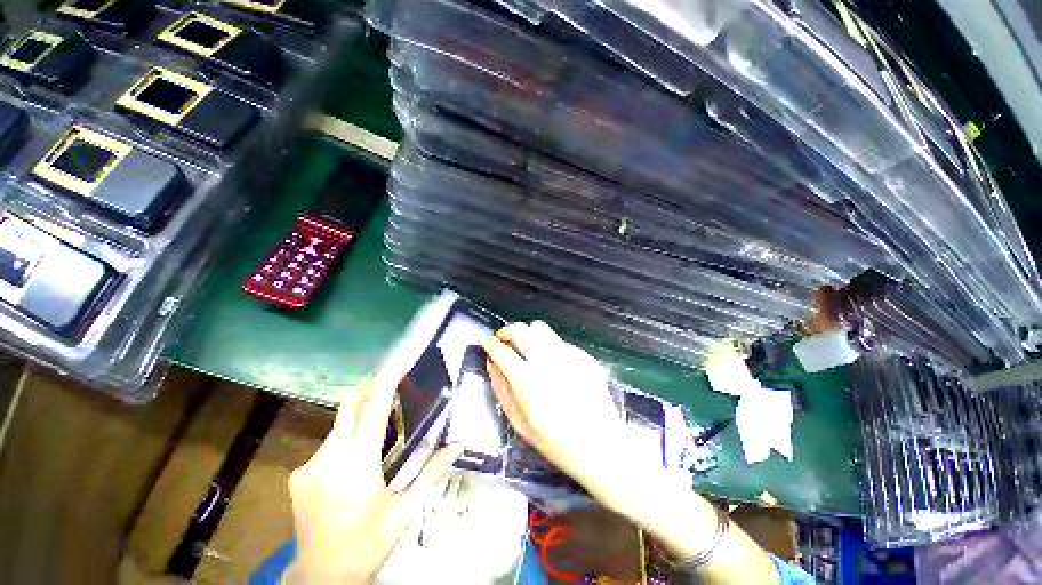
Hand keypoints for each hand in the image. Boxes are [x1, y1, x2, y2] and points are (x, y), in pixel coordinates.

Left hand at [285, 364, 463, 583]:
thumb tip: (457, 444)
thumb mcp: (404, 513)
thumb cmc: (367, 545)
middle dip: (369, 390)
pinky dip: (345, 440)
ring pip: (338, 426)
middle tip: (392, 387)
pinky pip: (328, 445)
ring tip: (379, 434)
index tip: (397, 363)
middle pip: (349, 408)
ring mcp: (308, 466)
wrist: (320, 579)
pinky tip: (355, 463)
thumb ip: (431, 474)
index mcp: (357, 466)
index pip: (372, 410)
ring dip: (359, 419)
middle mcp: (328, 459)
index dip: (384, 382)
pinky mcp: (299, 474)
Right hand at [482, 321, 653, 512]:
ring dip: (528, 335)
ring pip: (540, 328)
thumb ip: (502, 390)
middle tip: (504, 342)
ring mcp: (568, 355)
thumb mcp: (520, 423)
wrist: (601, 446)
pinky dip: (548, 346)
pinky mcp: (584, 356)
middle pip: (521, 329)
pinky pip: (559, 341)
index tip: (486, 342)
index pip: (502, 350)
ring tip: (527, 349)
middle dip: (507, 332)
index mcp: (528, 380)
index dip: (490, 343)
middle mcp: (547, 360)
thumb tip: (492, 364)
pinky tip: (552, 364)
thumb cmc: (556, 442)